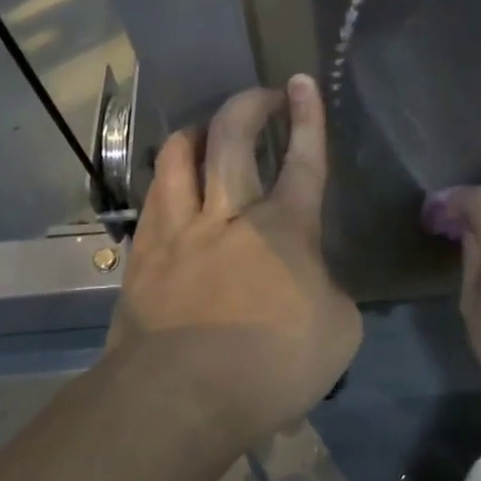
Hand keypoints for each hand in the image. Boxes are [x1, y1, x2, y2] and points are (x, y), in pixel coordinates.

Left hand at [106, 75, 360, 443]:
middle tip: (261, 95)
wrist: (179, 398)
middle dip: (249, 105)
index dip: (308, 118)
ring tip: (208, 131)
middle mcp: (230, 213)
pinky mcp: (143, 255)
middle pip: (233, 137)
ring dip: (197, 133)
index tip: (302, 82)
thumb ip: (330, 290)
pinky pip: (153, 198)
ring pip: (179, 156)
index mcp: (285, 227)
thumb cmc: (271, 365)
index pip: (304, 160)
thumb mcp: (337, 331)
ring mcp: (179, 230)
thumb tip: (312, 280)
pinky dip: (167, 178)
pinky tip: (172, 185)